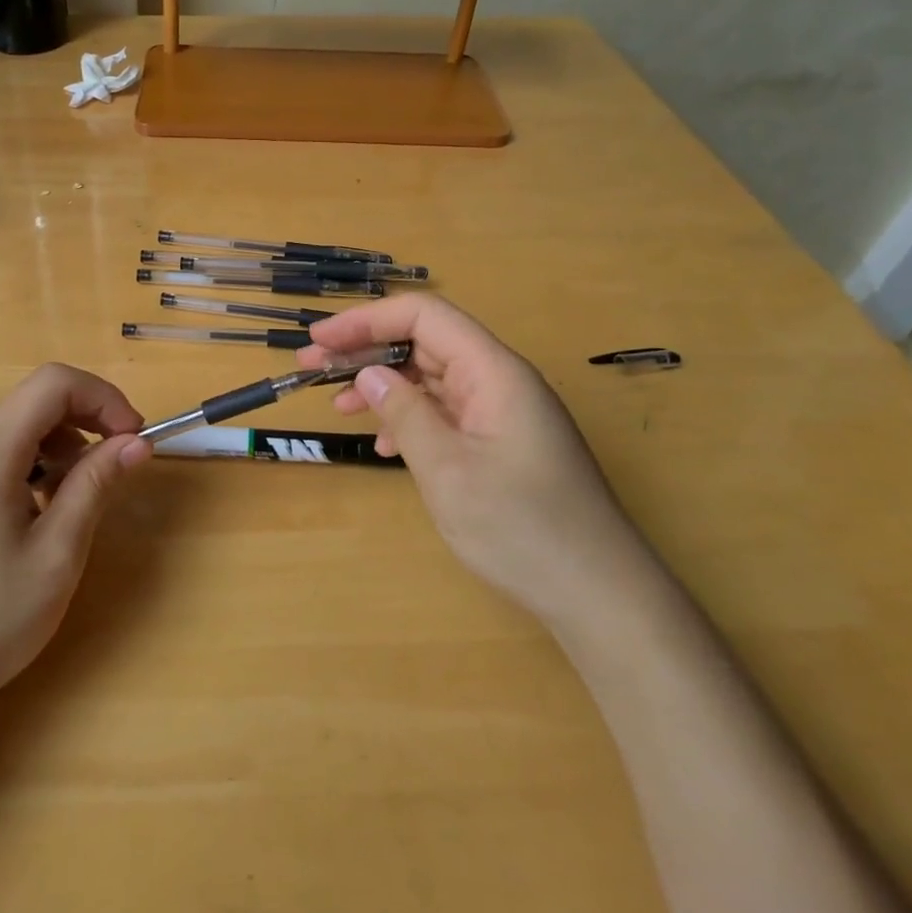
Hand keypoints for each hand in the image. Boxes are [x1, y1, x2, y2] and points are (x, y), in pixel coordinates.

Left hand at [0, 364, 151, 709]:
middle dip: (87, 417)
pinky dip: (36, 462)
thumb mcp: (58, 551)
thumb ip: (96, 484)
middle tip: (119, 461)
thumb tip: (136, 442)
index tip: (132, 438)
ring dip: (63, 441)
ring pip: (19, 425)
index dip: (102, 398)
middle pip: (35, 399)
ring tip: (82, 493)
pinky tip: (45, 508)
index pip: (53, 384)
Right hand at [302, 296, 649, 621]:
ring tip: (338, 405)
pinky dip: (409, 418)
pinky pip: (447, 412)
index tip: (321, 339)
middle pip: (426, 342)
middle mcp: (500, 381)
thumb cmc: (522, 529)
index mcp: (494, 372)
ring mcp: (503, 412)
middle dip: (367, 350)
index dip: (367, 319)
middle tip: (312, 367)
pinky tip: (385, 447)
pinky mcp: (502, 442)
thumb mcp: (447, 470)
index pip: (424, 316)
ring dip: (384, 386)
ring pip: (433, 377)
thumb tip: (367, 373)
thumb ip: (404, 413)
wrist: (599, 596)